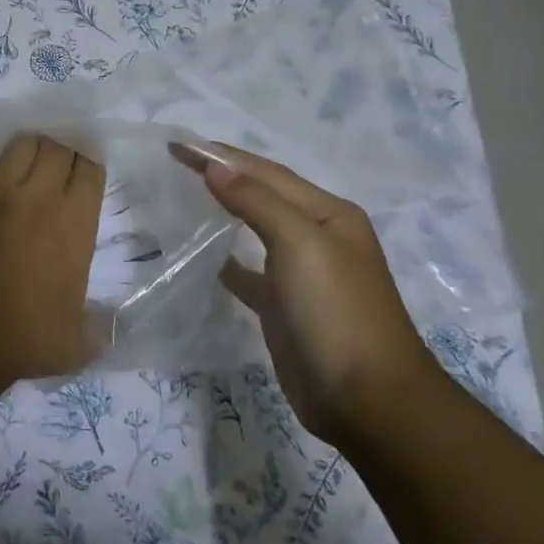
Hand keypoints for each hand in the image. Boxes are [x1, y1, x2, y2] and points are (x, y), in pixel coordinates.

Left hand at [0, 133, 104, 387]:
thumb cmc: (23, 341)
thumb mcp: (78, 344)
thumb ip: (103, 327)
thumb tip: (118, 324)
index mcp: (72, 222)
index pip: (89, 167)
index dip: (92, 165)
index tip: (91, 173)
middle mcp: (36, 198)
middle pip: (56, 146)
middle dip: (66, 150)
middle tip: (66, 167)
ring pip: (21, 145)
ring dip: (33, 151)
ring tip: (35, 168)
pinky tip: (0, 190)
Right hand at [173, 141, 436, 445]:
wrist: (367, 400)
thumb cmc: (336, 311)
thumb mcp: (300, 244)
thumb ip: (256, 201)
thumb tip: (214, 166)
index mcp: (328, 214)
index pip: (265, 172)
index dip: (221, 155)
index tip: (176, 143)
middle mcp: (316, 237)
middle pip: (261, 194)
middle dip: (222, 174)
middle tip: (176, 160)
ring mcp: (301, 274)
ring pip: (254, 229)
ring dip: (223, 209)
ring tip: (184, 195)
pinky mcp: (284, 307)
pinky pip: (248, 271)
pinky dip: (226, 259)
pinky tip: (203, 255)